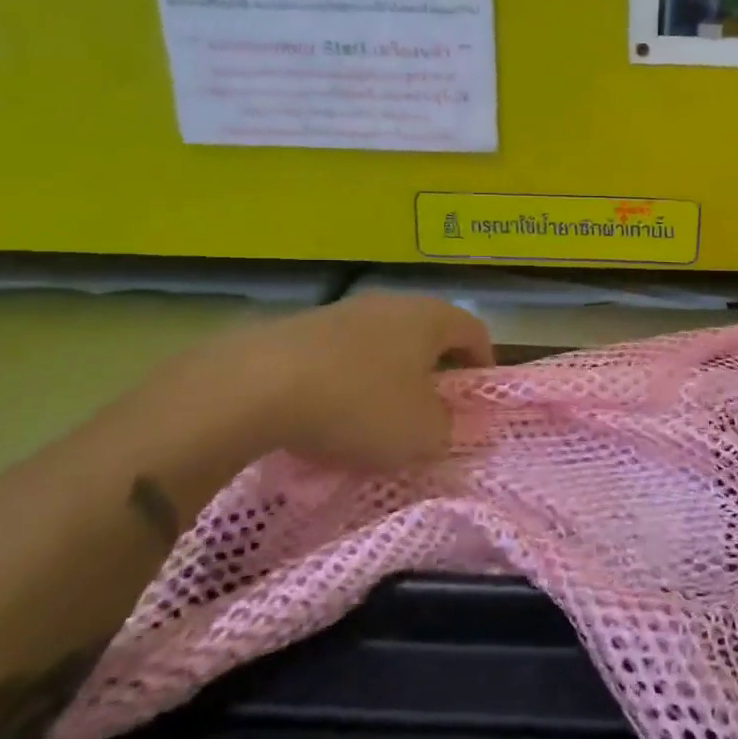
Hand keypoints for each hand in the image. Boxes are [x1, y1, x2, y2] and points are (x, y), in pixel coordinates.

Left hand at [118, 292, 492, 515]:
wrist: (254, 387)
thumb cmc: (360, 405)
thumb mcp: (422, 434)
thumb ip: (445, 428)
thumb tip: (439, 421)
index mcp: (429, 317)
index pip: (474, 331)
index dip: (483, 364)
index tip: (477, 400)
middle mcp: (388, 304)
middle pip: (425, 335)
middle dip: (432, 372)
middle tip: (430, 411)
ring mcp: (338, 312)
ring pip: (379, 345)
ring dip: (385, 378)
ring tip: (375, 420)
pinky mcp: (295, 330)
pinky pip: (337, 358)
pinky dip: (344, 384)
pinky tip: (328, 417)